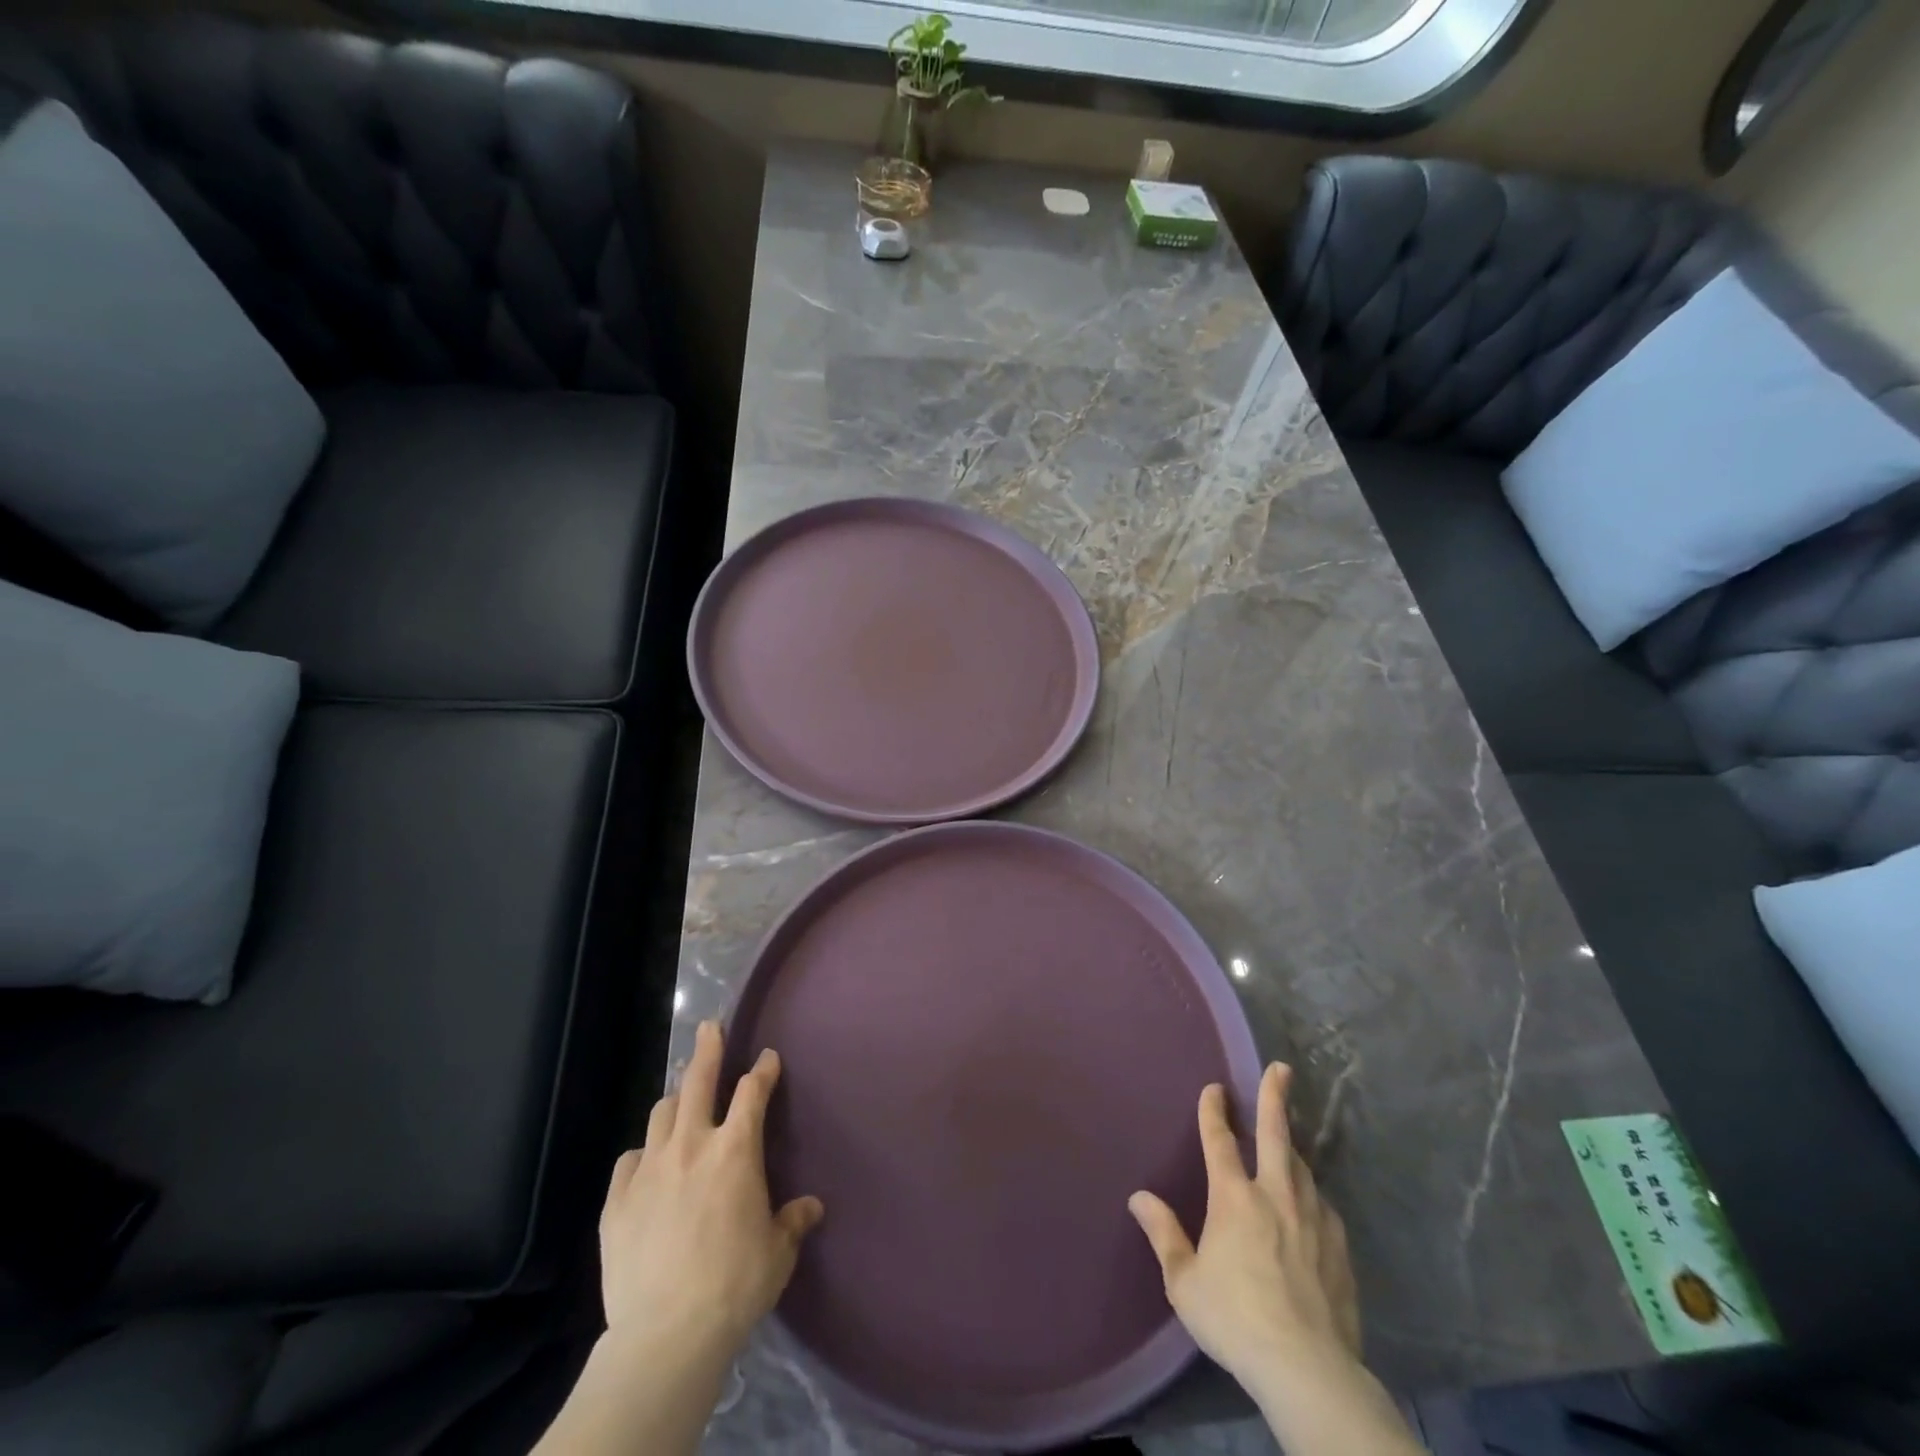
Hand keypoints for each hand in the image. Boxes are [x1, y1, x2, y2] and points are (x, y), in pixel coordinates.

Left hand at [599, 1019, 824, 1368]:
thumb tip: (812, 1208)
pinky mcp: (616, 1201)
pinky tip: (646, 1165)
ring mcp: (649, 1170)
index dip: (763, 1070)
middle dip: (707, 1049)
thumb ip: (793, 1221)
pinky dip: (642, 1155)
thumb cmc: (735, 1285)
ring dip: (675, 1100)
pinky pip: (629, 1160)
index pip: (752, 1092)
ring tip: (681, 1098)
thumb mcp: (777, 1253)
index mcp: (735, 1151)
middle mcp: (692, 1146)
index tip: (768, 1058)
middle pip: (698, 1081)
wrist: (666, 1334)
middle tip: (710, 1027)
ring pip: (661, 1113)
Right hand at [1129, 1064, 1360, 1389]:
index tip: (1214, 1089)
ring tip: (1288, 1137)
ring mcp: (1312, 1218)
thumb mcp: (1185, 1282)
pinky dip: (1310, 1192)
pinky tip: (1309, 1202)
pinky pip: (1321, 1204)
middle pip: (1276, 1133)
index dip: (1213, 1110)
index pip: (1219, 1139)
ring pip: (1301, 1166)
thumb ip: (1163, 1234)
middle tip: (1282, 1068)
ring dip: (1291, 1145)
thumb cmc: (1235, 1319)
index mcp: (1233, 1197)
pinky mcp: (1339, 1246)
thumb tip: (1138, 1197)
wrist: (1307, 1369)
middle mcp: (1274, 1195)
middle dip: (1275, 1097)